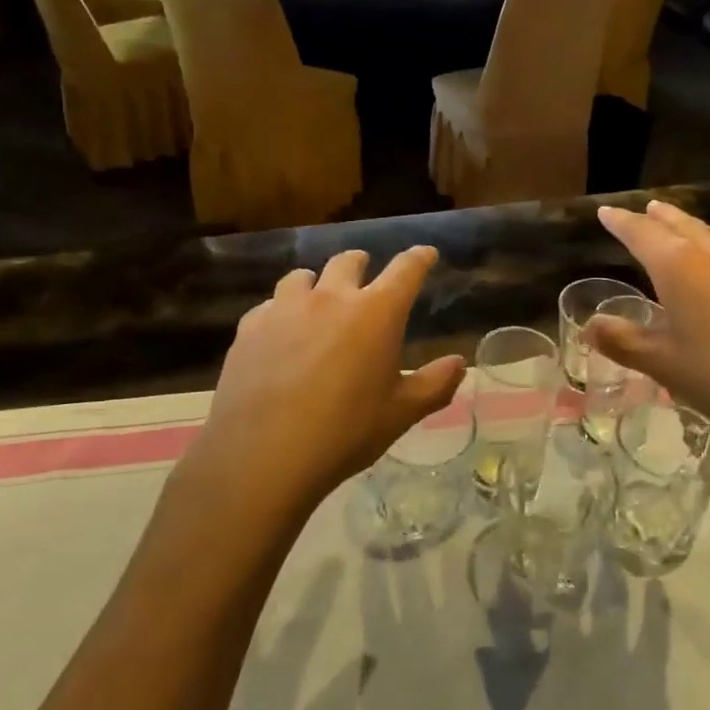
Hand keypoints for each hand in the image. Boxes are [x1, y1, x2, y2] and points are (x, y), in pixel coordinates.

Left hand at [191, 247, 466, 511]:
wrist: (263, 456)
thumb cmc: (344, 433)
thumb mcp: (400, 414)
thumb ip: (434, 384)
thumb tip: (459, 363)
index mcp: (376, 312)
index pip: (406, 270)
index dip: (419, 258)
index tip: (426, 254)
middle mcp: (331, 297)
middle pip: (348, 261)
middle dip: (361, 264)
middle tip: (365, 276)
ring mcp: (285, 308)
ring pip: (302, 277)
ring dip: (316, 284)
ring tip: (317, 302)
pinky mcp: (250, 327)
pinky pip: (269, 306)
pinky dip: (281, 313)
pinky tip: (278, 336)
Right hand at [586, 201, 709, 488]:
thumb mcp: (664, 363)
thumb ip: (624, 341)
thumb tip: (589, 325)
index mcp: (677, 266)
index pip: (641, 233)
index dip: (621, 222)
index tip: (605, 211)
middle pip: (680, 225)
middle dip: (659, 218)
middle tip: (646, 209)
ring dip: (692, 226)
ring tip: (685, 224)